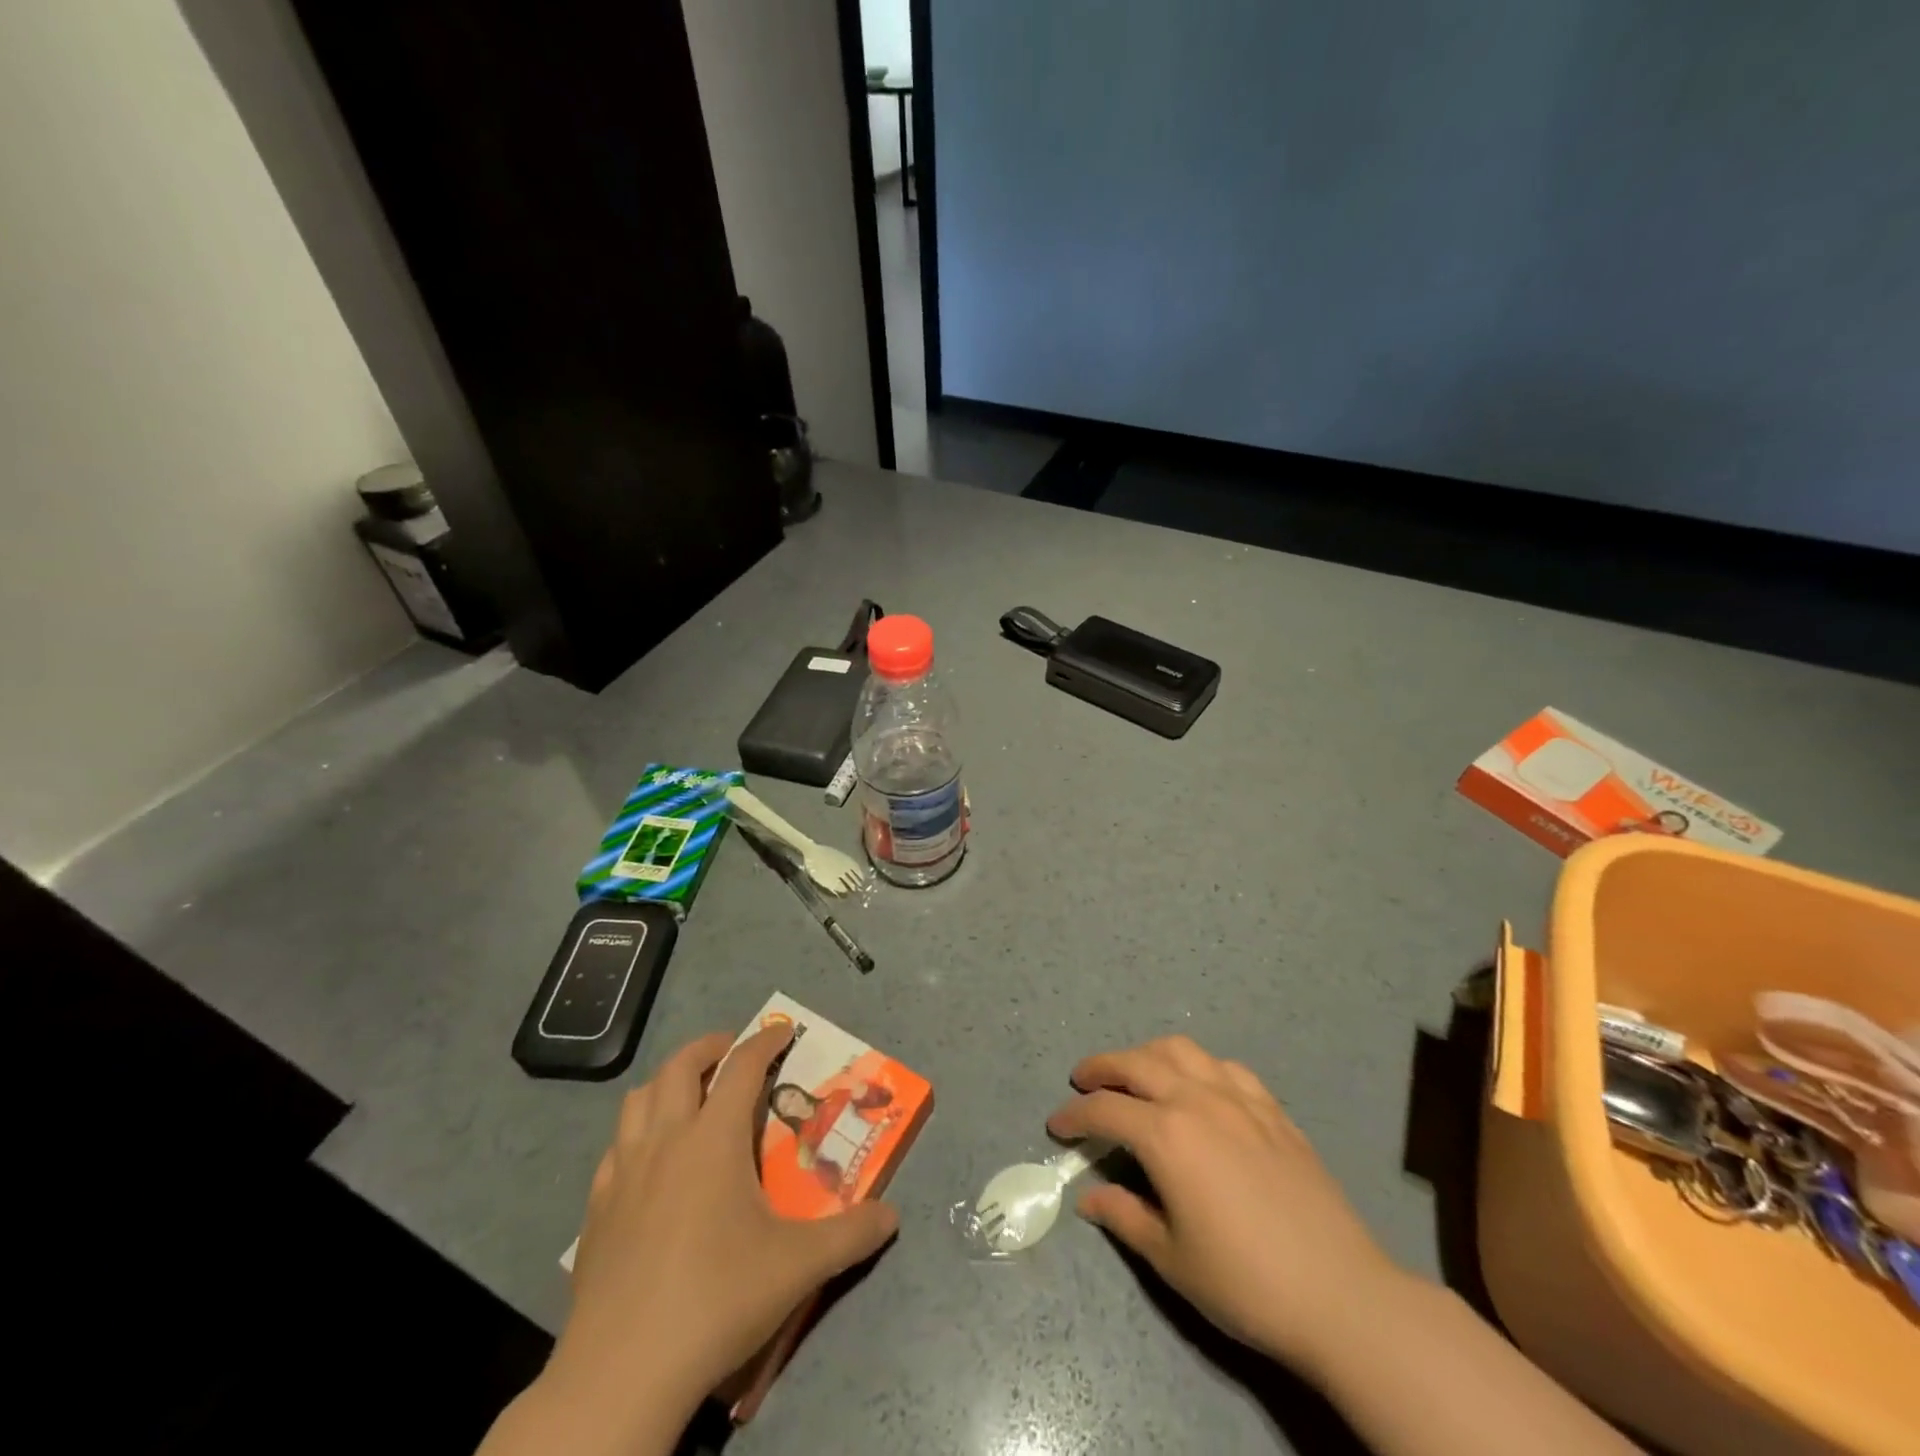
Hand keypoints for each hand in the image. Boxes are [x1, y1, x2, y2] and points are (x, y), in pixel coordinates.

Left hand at [554, 1026, 899, 1426]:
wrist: (622, 1373)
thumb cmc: (717, 1299)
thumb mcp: (798, 1267)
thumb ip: (851, 1235)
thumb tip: (891, 1216)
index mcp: (714, 1139)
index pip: (742, 1067)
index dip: (765, 1041)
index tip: (783, 1030)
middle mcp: (665, 1140)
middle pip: (680, 1066)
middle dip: (710, 1046)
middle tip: (733, 1051)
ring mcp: (623, 1173)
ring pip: (638, 1099)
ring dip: (667, 1082)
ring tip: (690, 1095)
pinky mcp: (596, 1209)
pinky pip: (615, 1147)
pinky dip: (636, 1132)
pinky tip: (650, 1161)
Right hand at [1048, 1035, 1405, 1379]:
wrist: (1341, 1295)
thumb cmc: (1245, 1282)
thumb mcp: (1171, 1258)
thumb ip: (1124, 1216)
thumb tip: (1089, 1197)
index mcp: (1166, 1135)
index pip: (1104, 1111)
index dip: (1074, 1116)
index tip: (1056, 1125)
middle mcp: (1197, 1100)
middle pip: (1136, 1063)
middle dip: (1100, 1068)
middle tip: (1081, 1081)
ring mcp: (1238, 1098)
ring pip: (1180, 1050)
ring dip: (1147, 1054)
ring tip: (1134, 1073)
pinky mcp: (1272, 1108)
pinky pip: (1225, 1066)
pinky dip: (1198, 1066)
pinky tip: (1198, 1086)